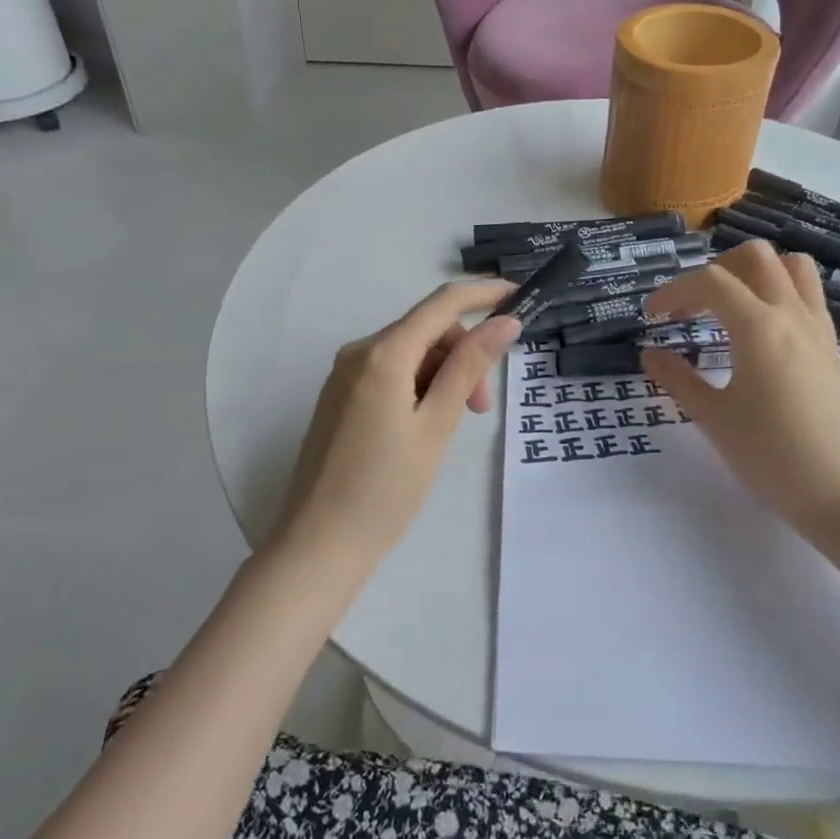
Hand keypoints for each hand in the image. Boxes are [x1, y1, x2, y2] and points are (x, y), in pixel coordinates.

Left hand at [276, 280, 519, 567]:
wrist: (319, 545)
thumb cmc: (385, 489)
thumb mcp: (436, 425)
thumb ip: (469, 368)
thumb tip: (504, 321)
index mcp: (382, 354)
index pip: (442, 303)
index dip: (483, 294)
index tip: (520, 297)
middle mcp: (358, 352)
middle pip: (426, 330)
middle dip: (464, 356)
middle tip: (483, 409)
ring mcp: (344, 375)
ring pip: (409, 354)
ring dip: (443, 375)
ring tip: (455, 425)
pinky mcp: (339, 397)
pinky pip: (389, 373)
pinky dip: (418, 386)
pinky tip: (425, 425)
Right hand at [641, 241, 839, 540]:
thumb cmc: (772, 457)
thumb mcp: (714, 419)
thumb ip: (677, 379)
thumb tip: (649, 353)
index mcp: (759, 327)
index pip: (710, 282)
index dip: (673, 291)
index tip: (651, 316)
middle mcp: (792, 315)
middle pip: (755, 256)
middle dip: (715, 269)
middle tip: (693, 306)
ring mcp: (818, 329)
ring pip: (792, 267)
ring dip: (755, 273)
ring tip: (730, 308)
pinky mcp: (832, 349)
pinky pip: (808, 296)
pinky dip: (779, 294)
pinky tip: (760, 333)